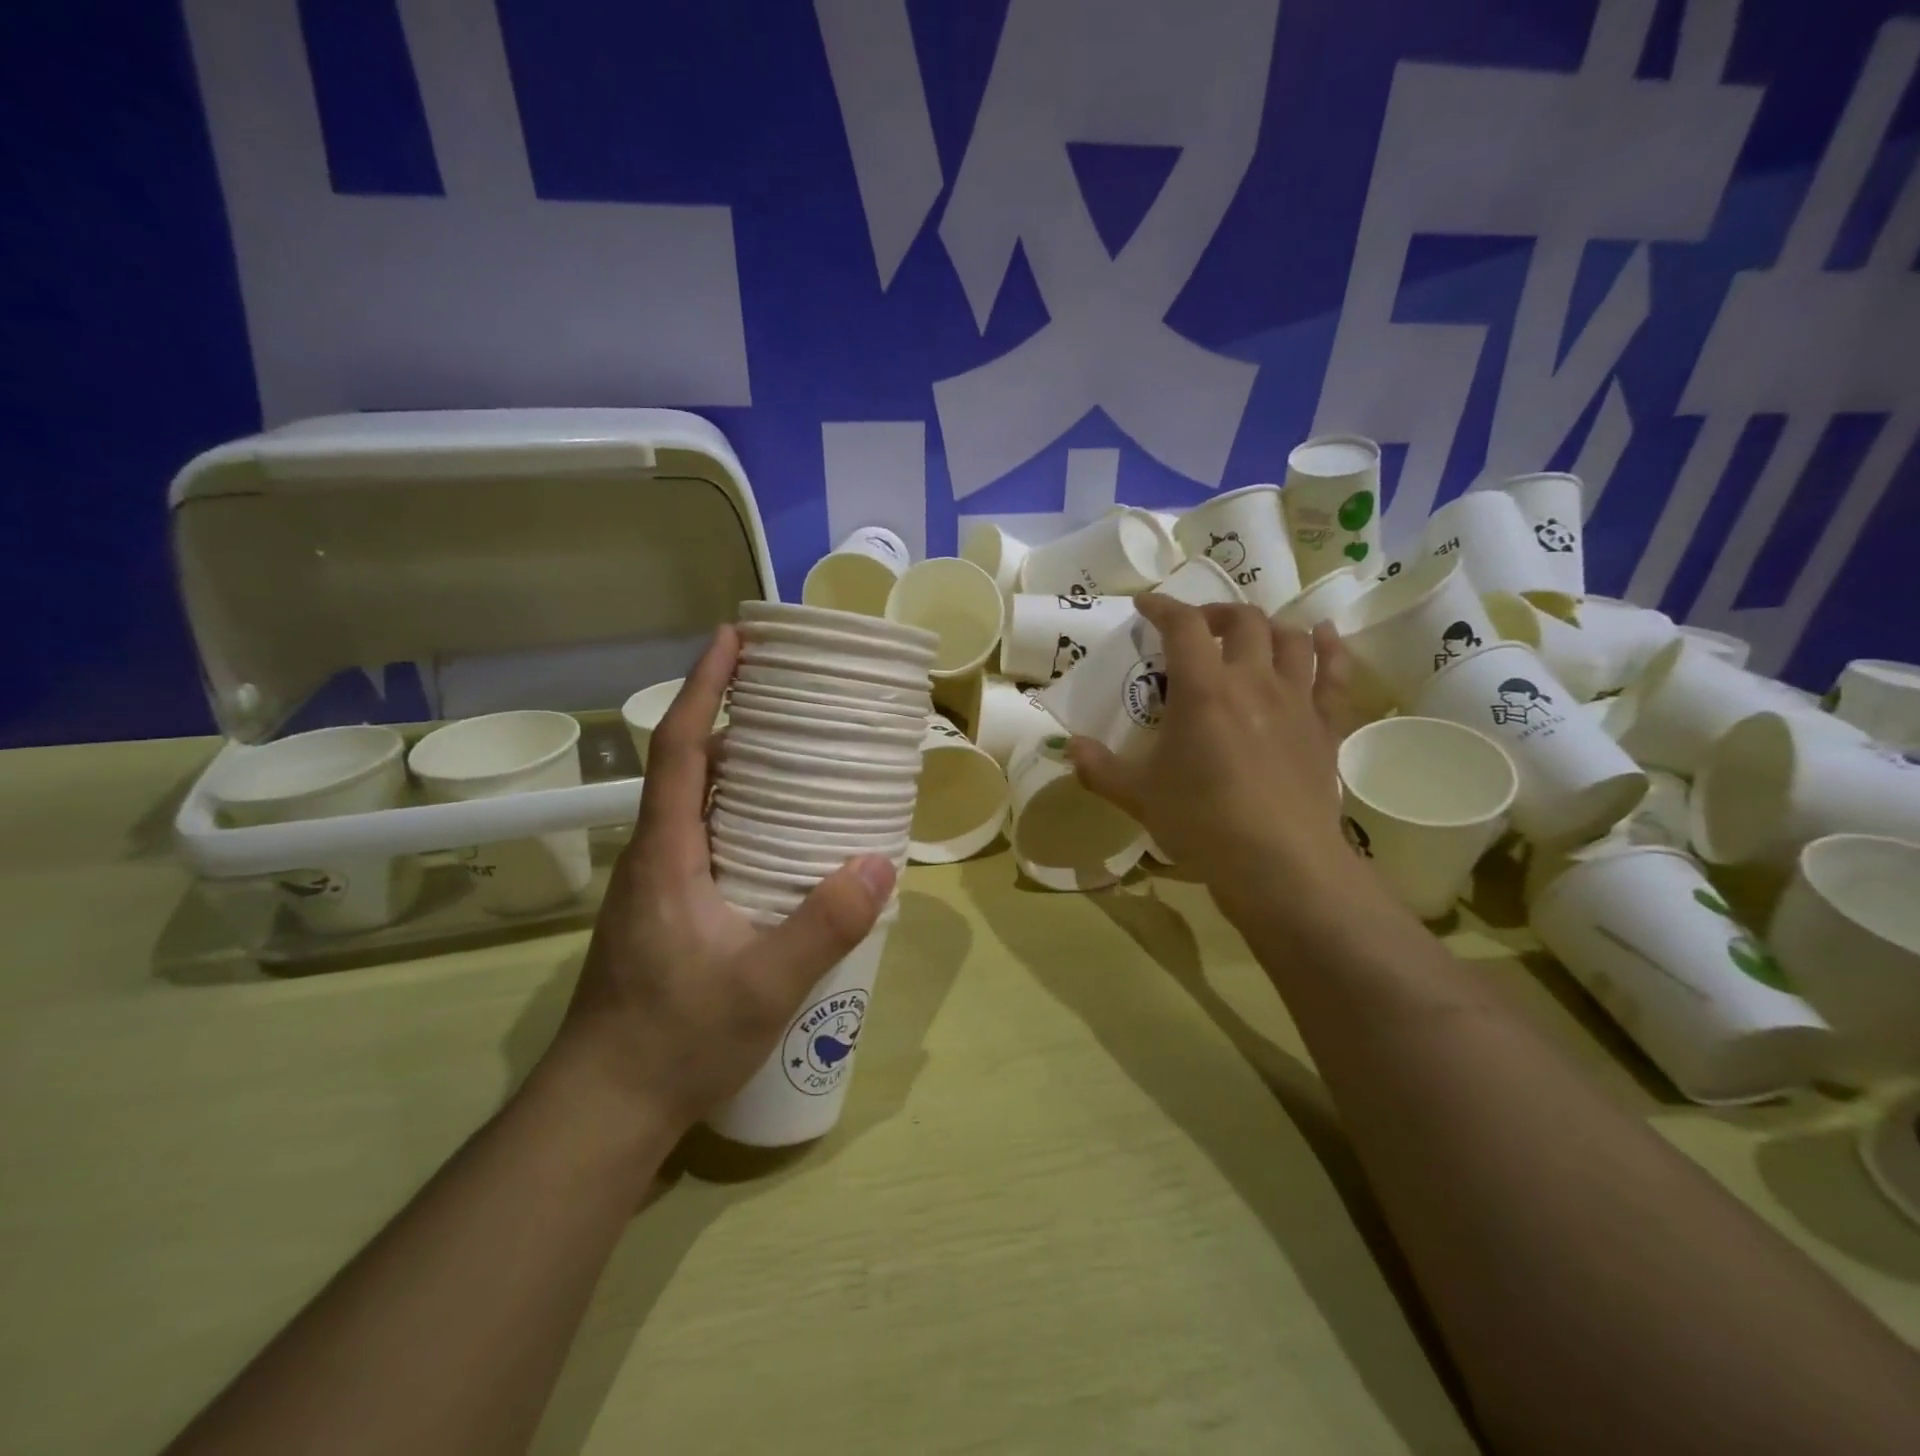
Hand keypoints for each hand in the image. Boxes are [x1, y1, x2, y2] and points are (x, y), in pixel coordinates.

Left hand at [548, 627, 895, 1137]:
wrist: (605, 1106)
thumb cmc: (673, 1039)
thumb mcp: (762, 986)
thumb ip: (822, 926)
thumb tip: (880, 863)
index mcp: (667, 852)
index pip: (679, 747)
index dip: (702, 687)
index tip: (732, 639)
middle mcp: (656, 854)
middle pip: (688, 763)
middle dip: (730, 716)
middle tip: (790, 694)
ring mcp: (658, 884)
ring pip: (698, 802)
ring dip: (737, 765)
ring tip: (798, 753)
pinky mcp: (668, 909)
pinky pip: (706, 836)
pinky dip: (741, 812)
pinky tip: (783, 834)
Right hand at [1068, 598, 1360, 923]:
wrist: (1279, 863)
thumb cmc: (1202, 823)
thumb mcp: (1138, 796)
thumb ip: (1098, 768)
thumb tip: (1068, 747)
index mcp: (1204, 690)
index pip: (1183, 626)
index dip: (1164, 607)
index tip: (1147, 605)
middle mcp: (1254, 681)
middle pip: (1243, 621)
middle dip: (1216, 614)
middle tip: (1198, 628)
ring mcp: (1297, 700)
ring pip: (1290, 638)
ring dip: (1267, 627)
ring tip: (1251, 635)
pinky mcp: (1327, 726)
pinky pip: (1336, 673)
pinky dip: (1329, 647)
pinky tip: (1322, 635)